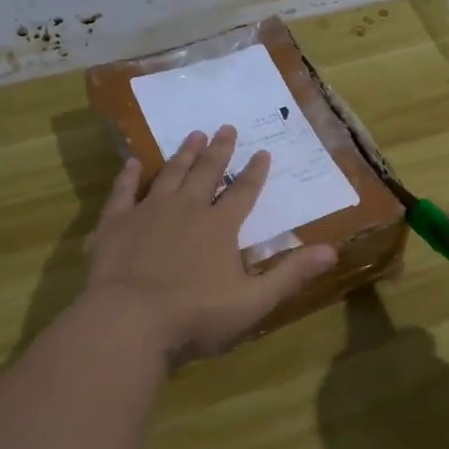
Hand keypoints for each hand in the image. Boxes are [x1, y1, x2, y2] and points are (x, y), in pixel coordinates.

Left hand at [83, 126, 337, 361]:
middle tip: (226, 127)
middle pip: (207, 172)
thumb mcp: (254, 301)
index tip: (262, 152)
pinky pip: (124, 191)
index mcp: (221, 226)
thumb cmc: (196, 315)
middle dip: (220, 150)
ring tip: (193, 135)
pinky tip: (133, 162)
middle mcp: (187, 209)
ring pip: (170, 174)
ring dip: (184, 154)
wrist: (129, 321)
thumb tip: (333, 251)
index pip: (244, 192)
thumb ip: (291, 274)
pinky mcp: (116, 223)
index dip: (255, 172)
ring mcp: (149, 212)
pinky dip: (129, 175)